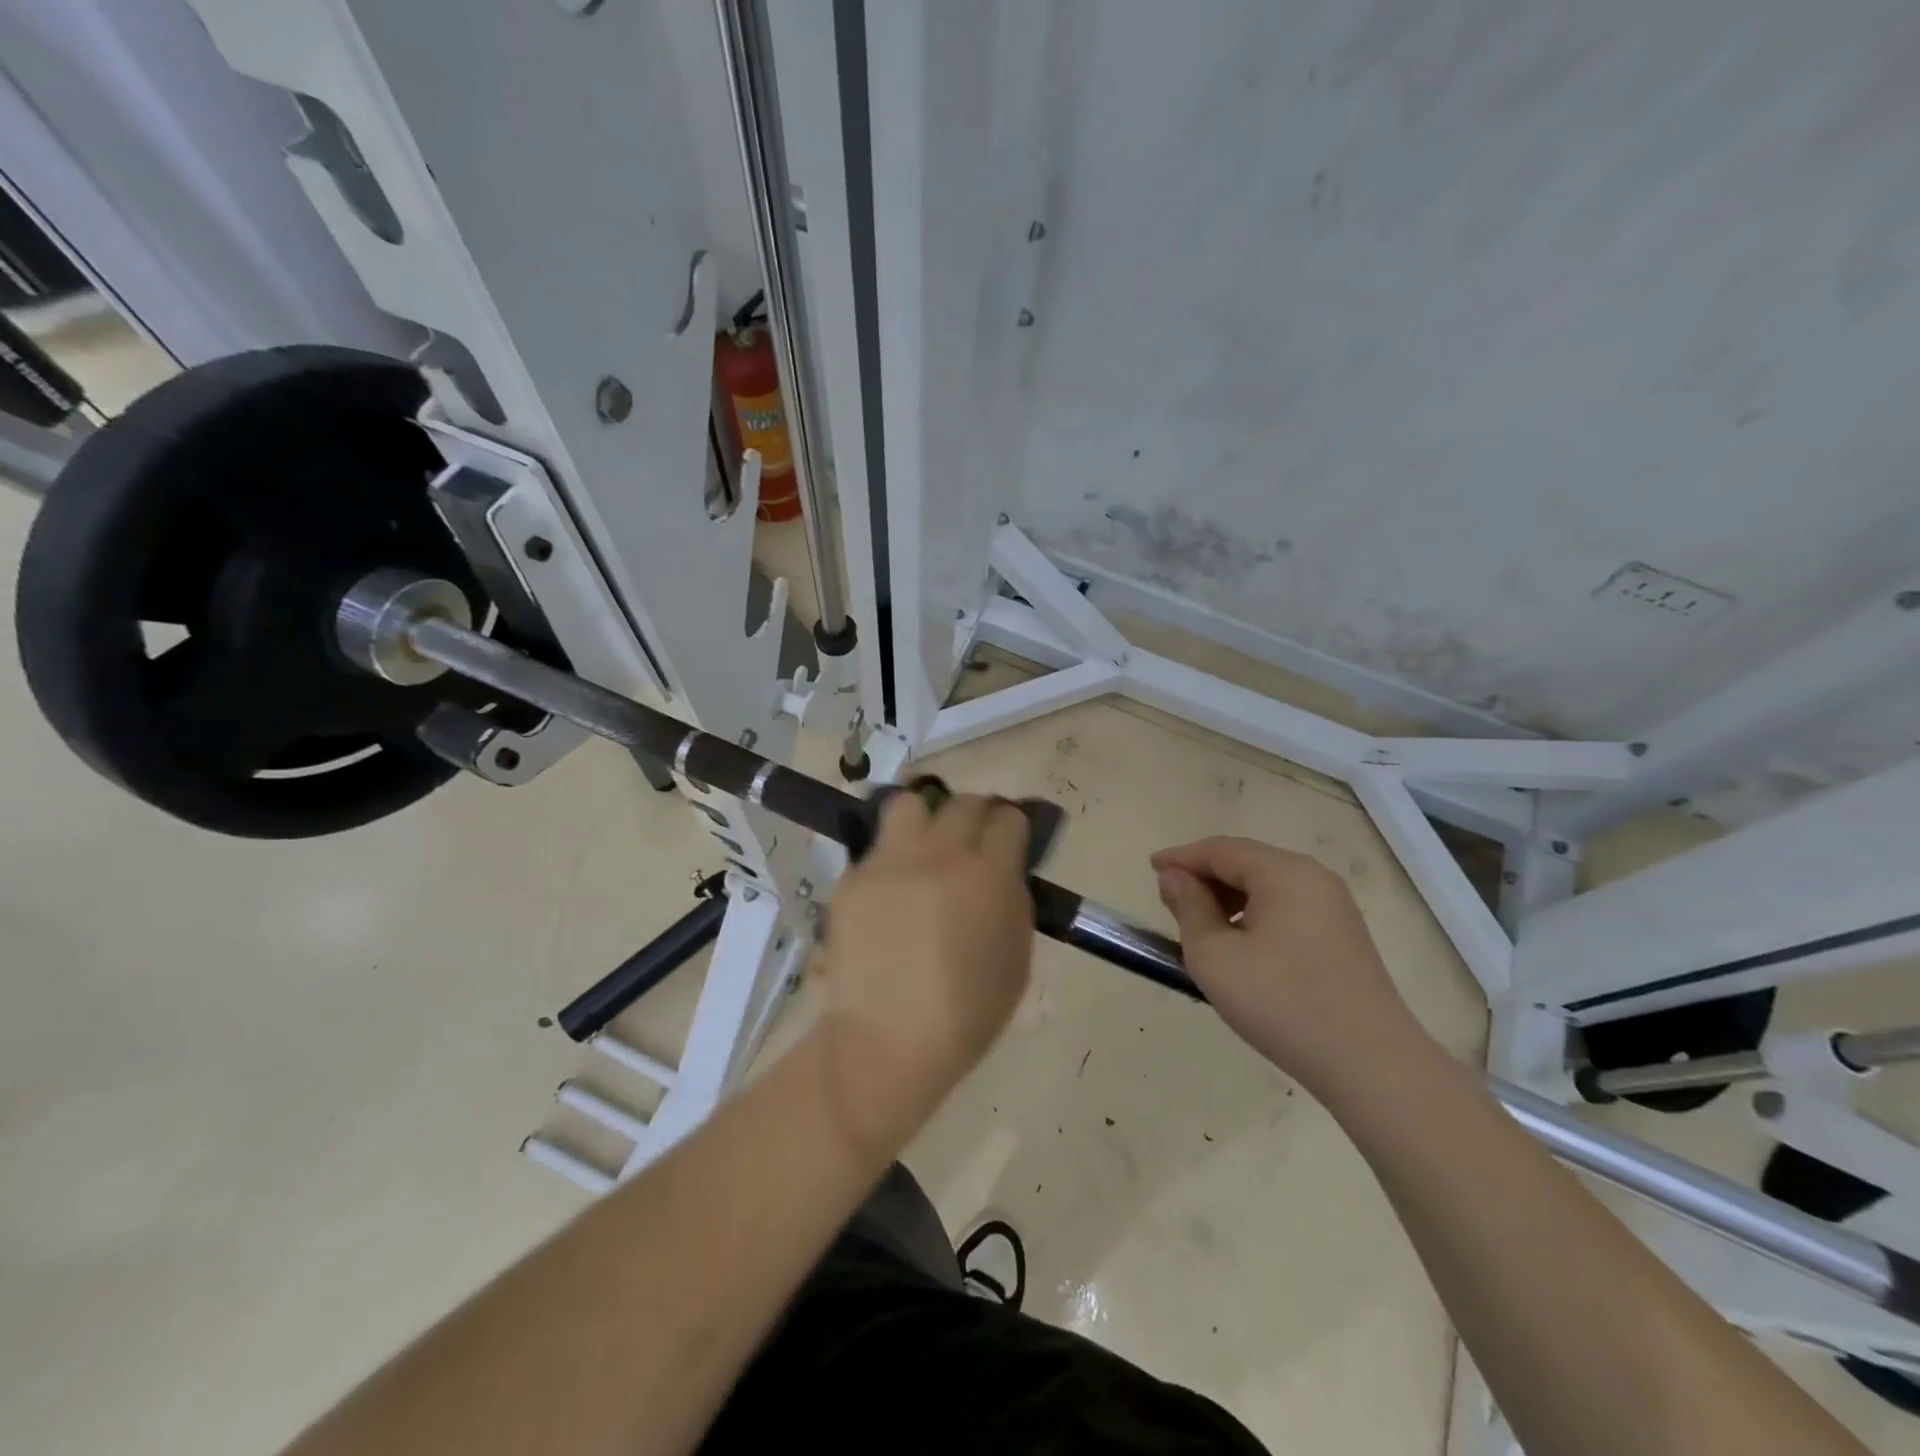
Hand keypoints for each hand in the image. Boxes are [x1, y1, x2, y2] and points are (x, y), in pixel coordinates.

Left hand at [815, 792, 1034, 1156]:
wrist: (887, 1041)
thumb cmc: (966, 1013)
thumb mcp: (1017, 958)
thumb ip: (1013, 900)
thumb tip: (1004, 870)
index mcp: (988, 874)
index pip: (1008, 818)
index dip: (1013, 827)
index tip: (1010, 841)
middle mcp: (939, 853)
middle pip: (964, 803)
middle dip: (976, 816)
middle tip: (973, 842)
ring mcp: (889, 861)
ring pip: (909, 804)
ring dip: (925, 818)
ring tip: (926, 847)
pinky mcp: (853, 877)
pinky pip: (878, 848)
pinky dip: (892, 860)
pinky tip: (892, 892)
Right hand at [1151, 837, 1429, 1098]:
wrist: (1371, 1066)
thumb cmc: (1282, 1003)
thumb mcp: (1215, 956)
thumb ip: (1188, 908)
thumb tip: (1175, 878)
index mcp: (1284, 873)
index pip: (1221, 850)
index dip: (1181, 857)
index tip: (1150, 869)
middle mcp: (1314, 878)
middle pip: (1246, 862)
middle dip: (1205, 877)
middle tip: (1170, 902)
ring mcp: (1334, 907)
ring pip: (1267, 886)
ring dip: (1228, 898)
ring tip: (1199, 927)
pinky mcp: (1344, 936)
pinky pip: (1287, 908)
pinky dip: (1254, 915)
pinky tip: (1240, 946)